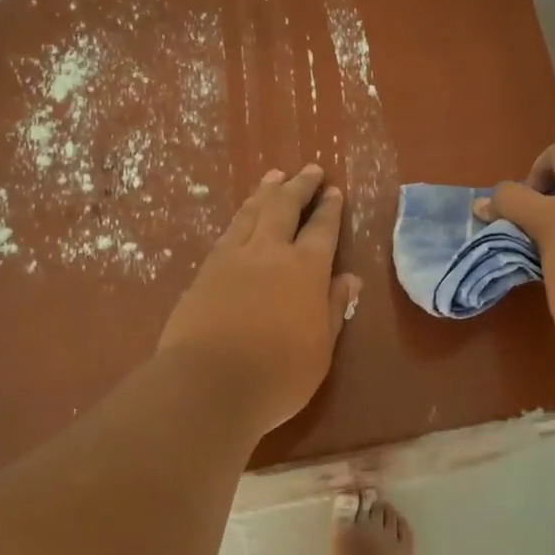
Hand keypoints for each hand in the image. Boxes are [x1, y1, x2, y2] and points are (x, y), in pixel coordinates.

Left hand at [159, 165, 363, 434]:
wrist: (207, 385)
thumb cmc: (277, 375)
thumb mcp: (321, 349)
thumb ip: (333, 308)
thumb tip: (350, 279)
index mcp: (305, 270)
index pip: (322, 230)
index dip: (329, 209)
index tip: (334, 190)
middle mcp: (269, 253)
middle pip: (284, 208)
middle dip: (299, 186)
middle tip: (309, 169)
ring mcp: (232, 259)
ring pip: (251, 213)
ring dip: (266, 192)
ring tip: (274, 176)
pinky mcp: (204, 272)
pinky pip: (227, 232)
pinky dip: (240, 217)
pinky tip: (242, 216)